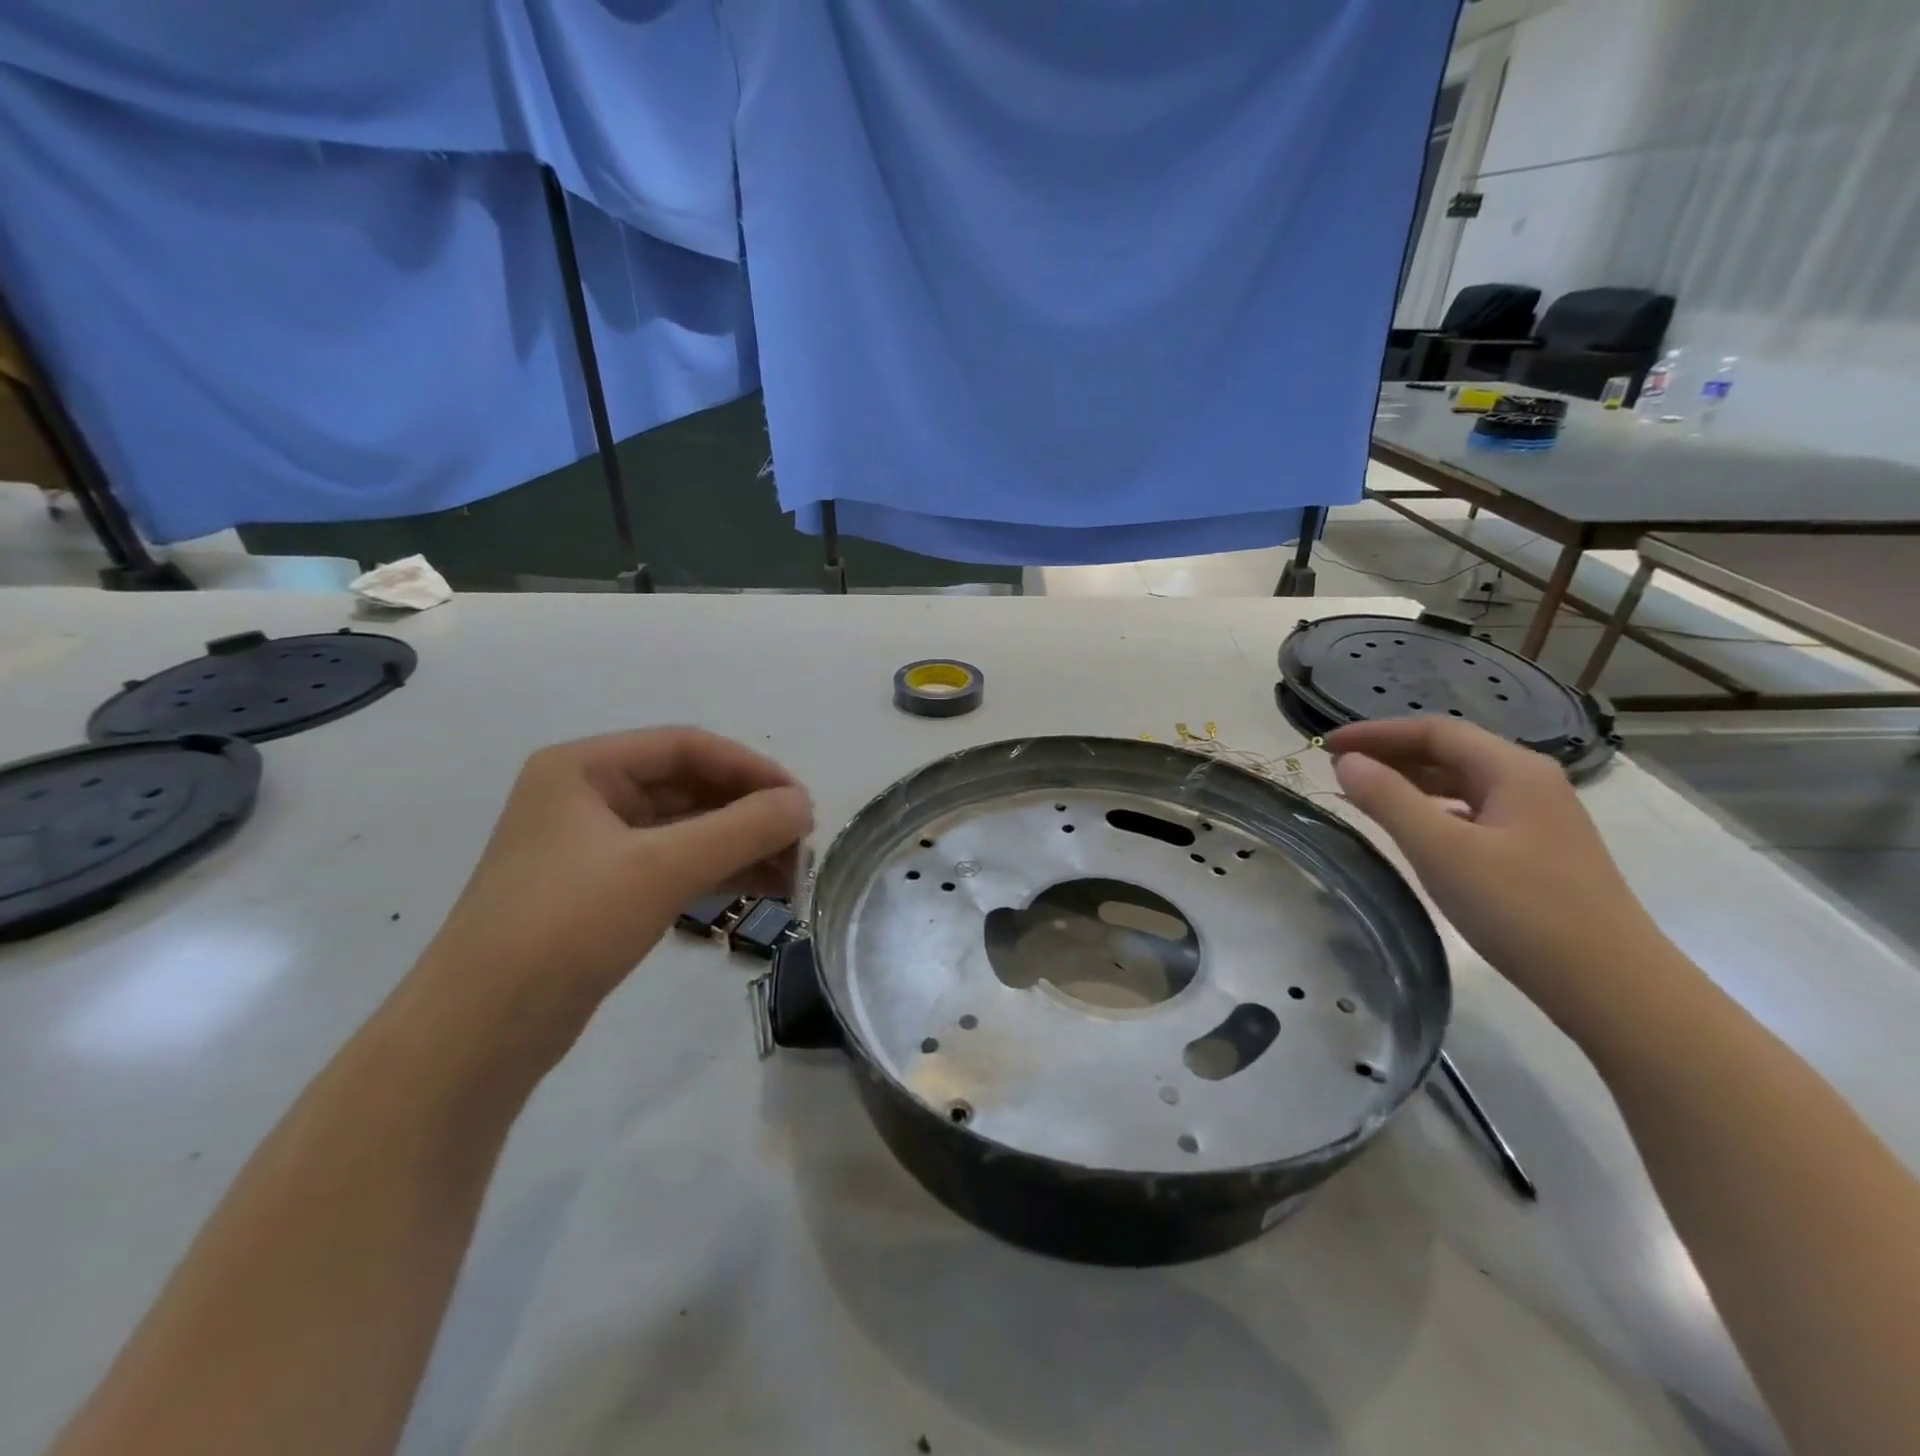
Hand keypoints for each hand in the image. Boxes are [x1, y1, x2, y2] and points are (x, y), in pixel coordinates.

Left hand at [413, 728, 812, 1049]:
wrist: (479, 1034)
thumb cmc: (566, 927)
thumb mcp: (662, 868)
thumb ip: (742, 829)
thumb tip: (804, 805)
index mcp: (584, 767)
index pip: (687, 747)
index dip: (752, 769)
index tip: (801, 804)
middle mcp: (587, 796)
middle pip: (689, 787)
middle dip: (749, 813)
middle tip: (802, 844)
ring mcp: (593, 846)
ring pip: (686, 829)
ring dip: (740, 845)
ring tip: (792, 875)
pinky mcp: (602, 891)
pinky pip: (674, 864)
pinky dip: (718, 872)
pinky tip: (760, 890)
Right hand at [1328, 718, 1669, 1032]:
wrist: (1612, 986)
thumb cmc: (1521, 909)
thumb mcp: (1441, 850)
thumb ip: (1388, 799)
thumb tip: (1347, 762)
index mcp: (1514, 770)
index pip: (1435, 731)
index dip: (1377, 732)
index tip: (1327, 746)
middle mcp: (1531, 783)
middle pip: (1450, 752)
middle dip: (1391, 754)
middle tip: (1339, 768)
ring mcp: (1538, 819)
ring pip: (1462, 784)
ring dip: (1410, 782)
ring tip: (1363, 794)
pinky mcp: (1537, 853)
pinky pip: (1472, 813)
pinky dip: (1432, 811)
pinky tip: (1411, 830)